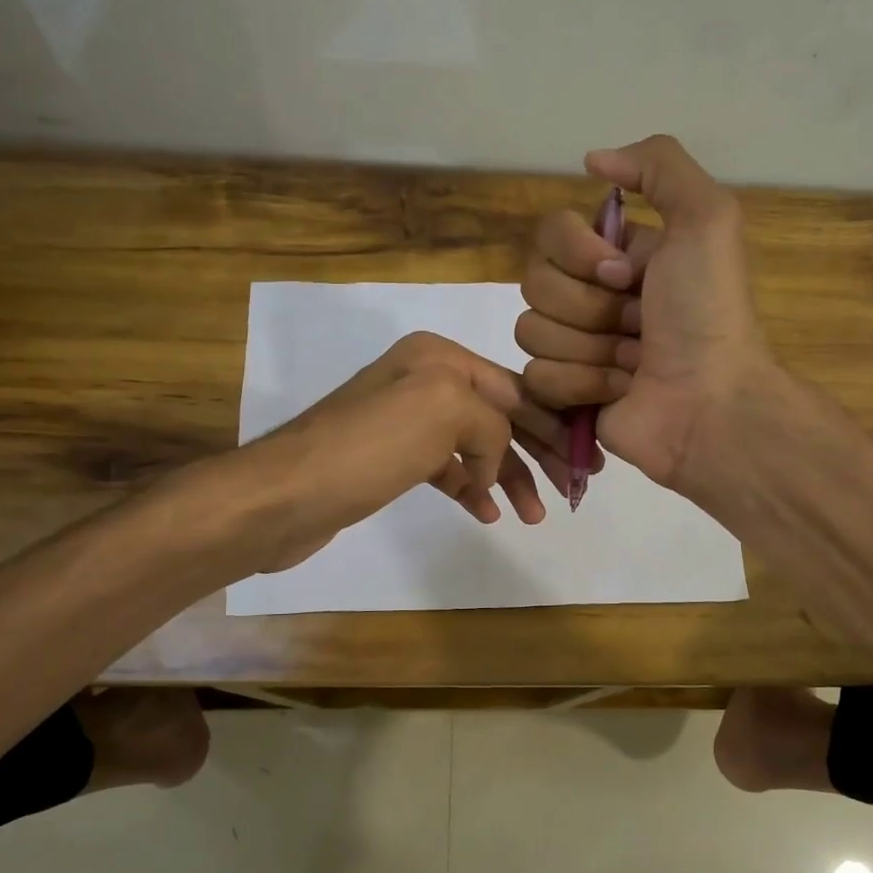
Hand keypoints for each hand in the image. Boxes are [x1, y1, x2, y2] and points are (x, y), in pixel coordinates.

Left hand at [253, 331, 591, 569]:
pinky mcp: (392, 459)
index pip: (515, 388)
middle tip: (573, 487)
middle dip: (537, 452)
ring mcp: (406, 421)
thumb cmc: (369, 447)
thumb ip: (492, 421)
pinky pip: (448, 469)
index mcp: (439, 356)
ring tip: (532, 516)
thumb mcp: (444, 410)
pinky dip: (471, 488)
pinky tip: (487, 512)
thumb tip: (490, 463)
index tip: (586, 459)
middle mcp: (424, 380)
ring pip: (477, 446)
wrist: (286, 495)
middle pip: (500, 416)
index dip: (554, 423)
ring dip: (507, 477)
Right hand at [516, 134, 774, 490]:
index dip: (579, 254)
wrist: (709, 403)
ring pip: (531, 331)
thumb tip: (591, 161)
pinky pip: (536, 376)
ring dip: (590, 348)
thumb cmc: (707, 313)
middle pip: (534, 283)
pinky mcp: (564, 395)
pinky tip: (619, 391)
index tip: (626, 274)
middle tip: (638, 324)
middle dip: (590, 307)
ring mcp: (575, 348)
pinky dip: (582, 384)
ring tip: (634, 363)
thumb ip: (659, 166)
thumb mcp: (707, 218)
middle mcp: (592, 298)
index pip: (550, 234)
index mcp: (617, 257)